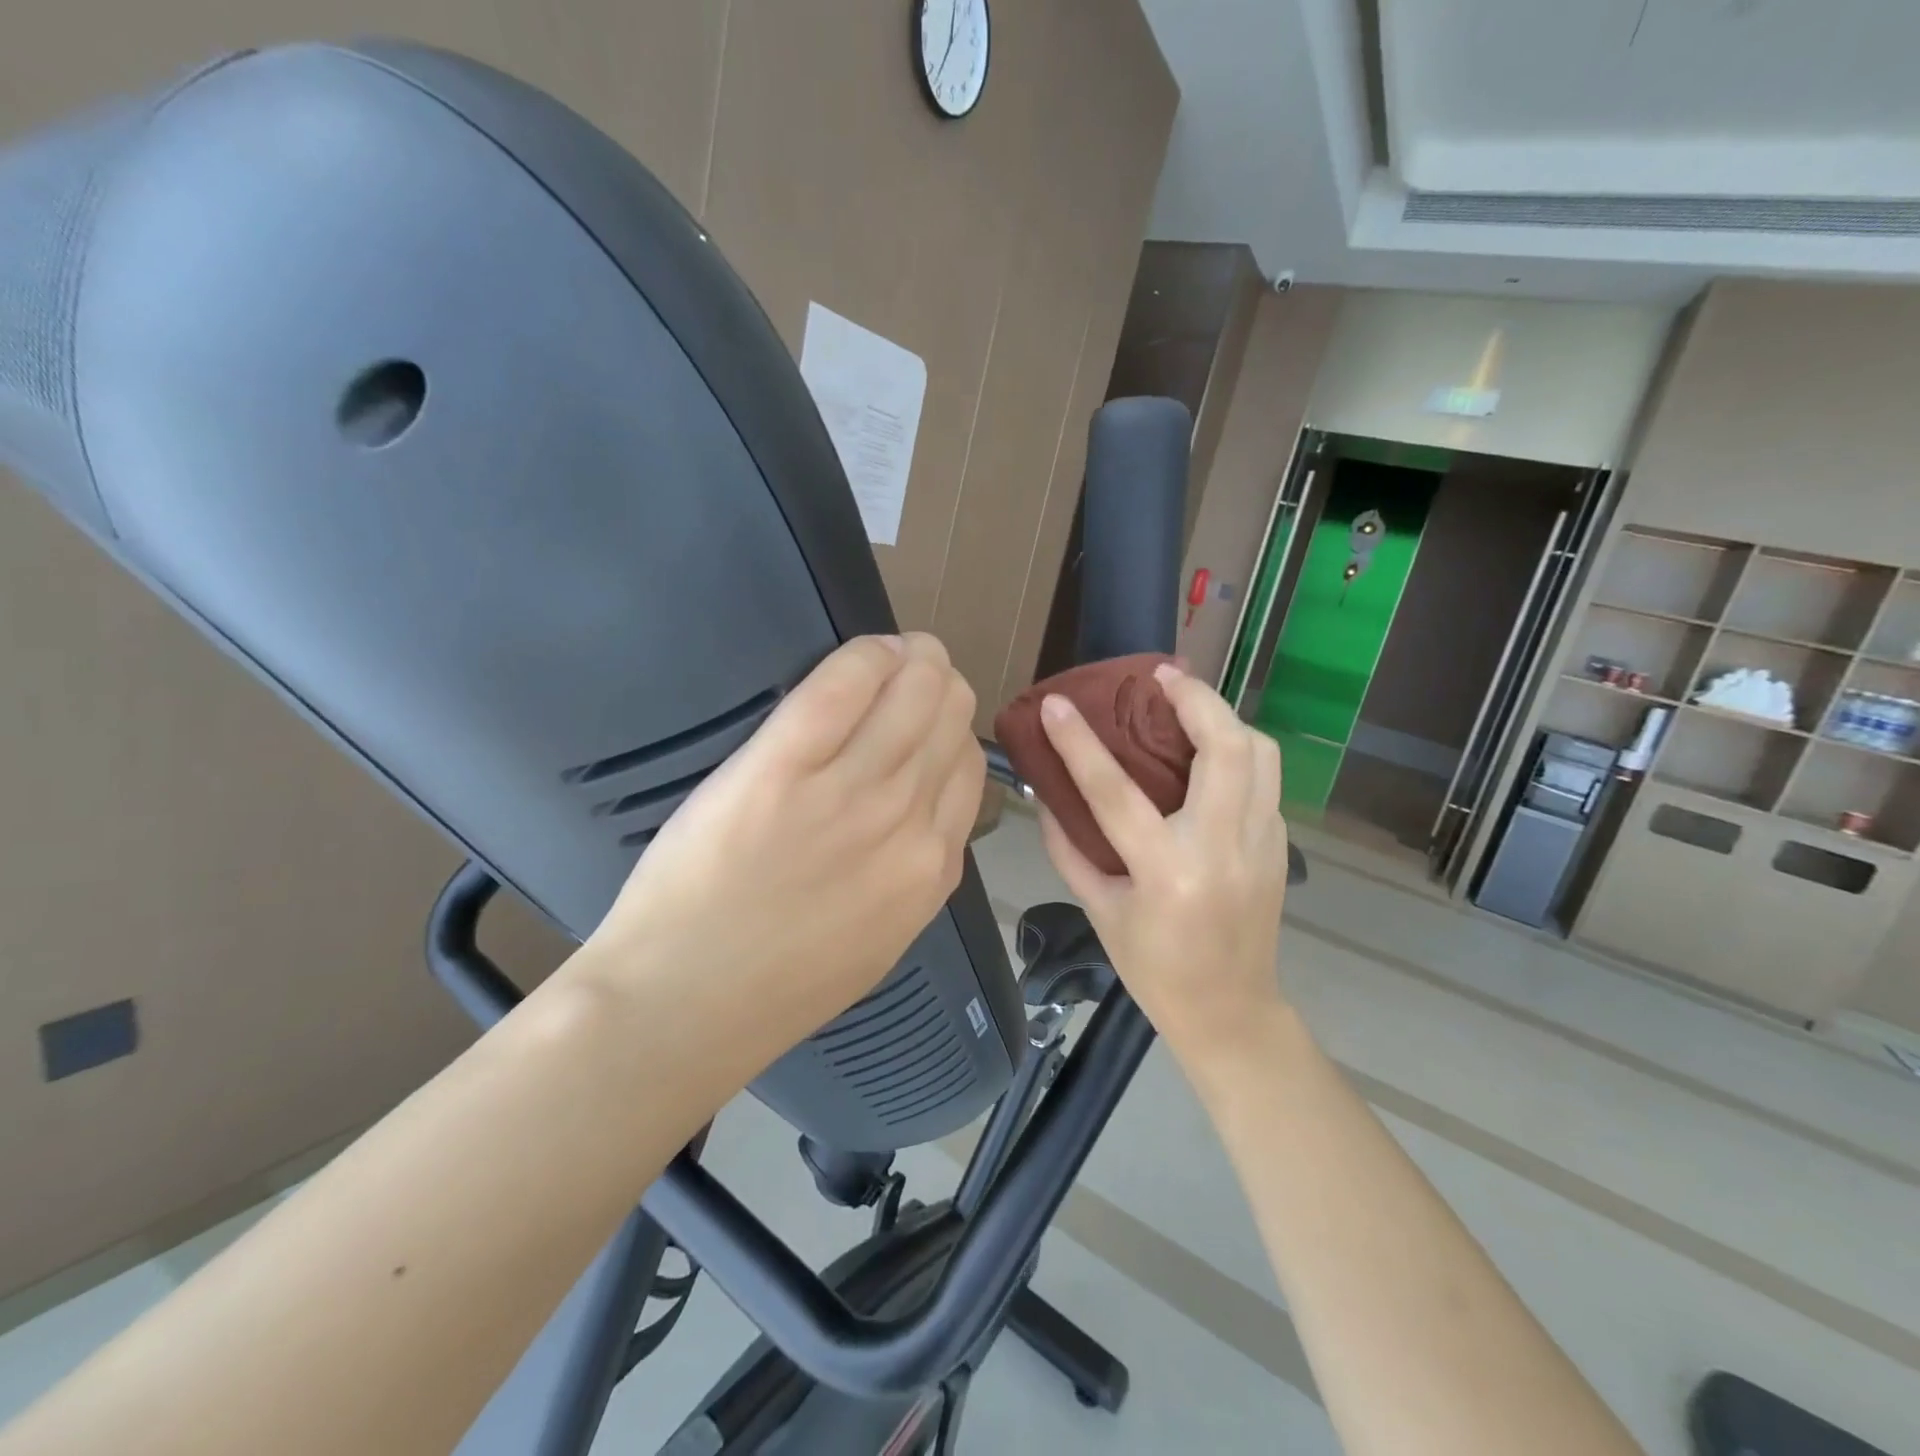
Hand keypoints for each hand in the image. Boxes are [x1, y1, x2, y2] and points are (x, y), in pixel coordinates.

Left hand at [581, 634, 983, 1054]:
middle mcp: (907, 821)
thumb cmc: (775, 983)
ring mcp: (848, 792)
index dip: (948, 731)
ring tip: (893, 654)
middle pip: (950, 716)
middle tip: (912, 674)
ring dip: (913, 659)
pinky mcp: (782, 767)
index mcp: (932, 867)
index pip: (967, 765)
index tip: (924, 720)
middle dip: (939, 684)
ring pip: (916, 689)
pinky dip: (866, 656)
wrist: (684, 1004)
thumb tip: (923, 808)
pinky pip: (845, 685)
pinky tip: (866, 653)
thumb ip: (912, 873)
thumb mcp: (879, 939)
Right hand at [1036, 661, 1289, 1070]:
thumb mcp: (1099, 911)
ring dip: (1224, 717)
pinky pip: (1265, 777)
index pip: (1115, 792)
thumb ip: (1069, 849)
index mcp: (1167, 872)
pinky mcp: (1280, 844)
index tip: (1056, 704)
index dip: (1080, 743)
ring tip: (1189, 704)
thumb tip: (1046, 796)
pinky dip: (1238, 749)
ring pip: (1260, 753)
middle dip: (1195, 698)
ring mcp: (1261, 844)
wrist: (1230, 1012)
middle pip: (1225, 748)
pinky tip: (1209, 752)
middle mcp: (1222, 848)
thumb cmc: (1154, 968)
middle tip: (1161, 676)